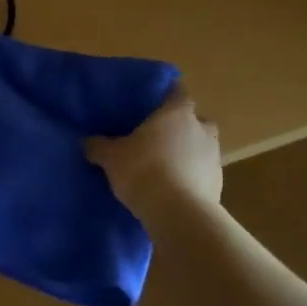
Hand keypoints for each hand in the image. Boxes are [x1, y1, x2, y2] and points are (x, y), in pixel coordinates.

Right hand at [87, 85, 221, 215]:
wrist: (178, 213)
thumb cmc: (143, 170)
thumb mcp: (111, 157)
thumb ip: (98, 146)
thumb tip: (87, 141)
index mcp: (177, 113)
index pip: (176, 92)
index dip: (165, 96)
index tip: (152, 104)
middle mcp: (201, 128)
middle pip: (194, 120)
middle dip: (180, 127)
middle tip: (158, 139)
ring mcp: (214, 156)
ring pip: (201, 147)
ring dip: (187, 154)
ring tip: (165, 168)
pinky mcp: (219, 183)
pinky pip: (203, 173)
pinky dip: (192, 177)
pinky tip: (174, 190)